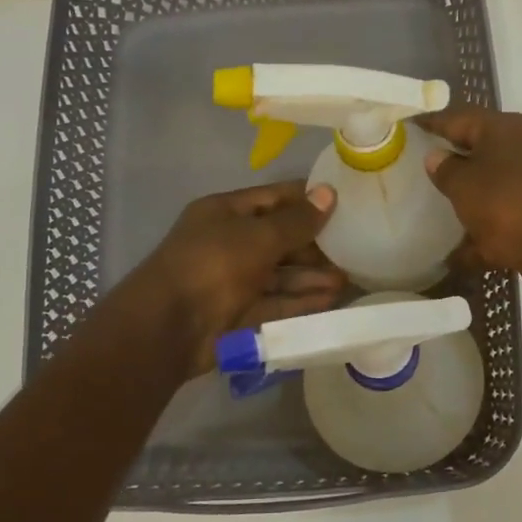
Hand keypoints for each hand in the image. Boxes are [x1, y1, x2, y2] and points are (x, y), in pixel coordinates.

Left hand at [131, 180, 344, 374]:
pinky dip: (301, 302)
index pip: (274, 199)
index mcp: (225, 213)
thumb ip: (296, 221)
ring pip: (280, 275)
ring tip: (347, 280)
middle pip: (279, 239)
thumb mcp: (258, 236)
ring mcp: (233, 280)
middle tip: (354, 249)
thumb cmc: (213, 265)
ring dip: (312, 277)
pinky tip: (330, 301)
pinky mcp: (239, 314)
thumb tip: (329, 194)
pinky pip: (276, 303)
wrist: (168, 327)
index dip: (308, 199)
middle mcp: (229, 243)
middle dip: (315, 245)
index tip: (345, 202)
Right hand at [419, 105, 521, 302]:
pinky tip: (449, 260)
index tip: (404, 127)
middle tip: (406, 176)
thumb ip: (447, 171)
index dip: (430, 123)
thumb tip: (436, 157)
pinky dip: (476, 246)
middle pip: (474, 157)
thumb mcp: (467, 184)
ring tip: (423, 219)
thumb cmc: (514, 201)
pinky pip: (495, 234)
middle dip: (446, 167)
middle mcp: (517, 156)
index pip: (457, 118)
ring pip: (485, 197)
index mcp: (502, 132)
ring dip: (462, 208)